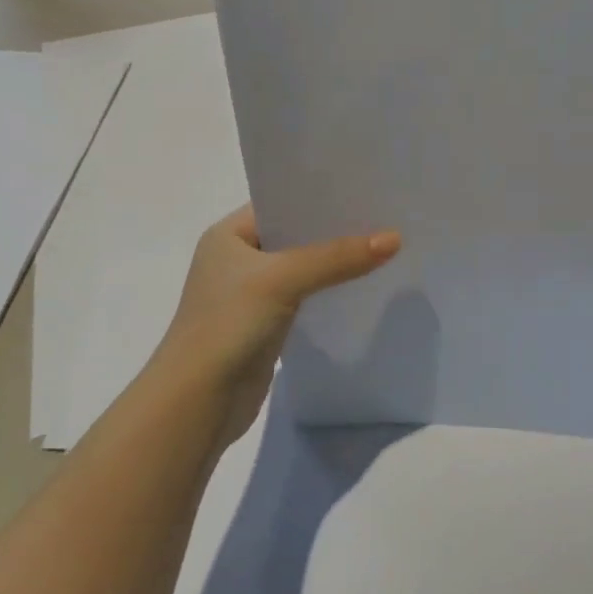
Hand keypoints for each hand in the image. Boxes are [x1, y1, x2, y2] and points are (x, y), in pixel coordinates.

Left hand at [148, 205, 400, 450]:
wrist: (198, 403)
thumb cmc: (228, 325)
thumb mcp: (283, 279)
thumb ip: (337, 257)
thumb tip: (395, 238)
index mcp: (229, 235)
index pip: (280, 203)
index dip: (320, 197)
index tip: (365, 191)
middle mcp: (238, 259)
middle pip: (295, 236)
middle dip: (335, 231)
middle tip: (384, 218)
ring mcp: (251, 295)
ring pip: (303, 268)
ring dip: (335, 263)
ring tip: (383, 248)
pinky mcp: (265, 326)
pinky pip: (305, 298)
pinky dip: (329, 292)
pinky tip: (362, 287)